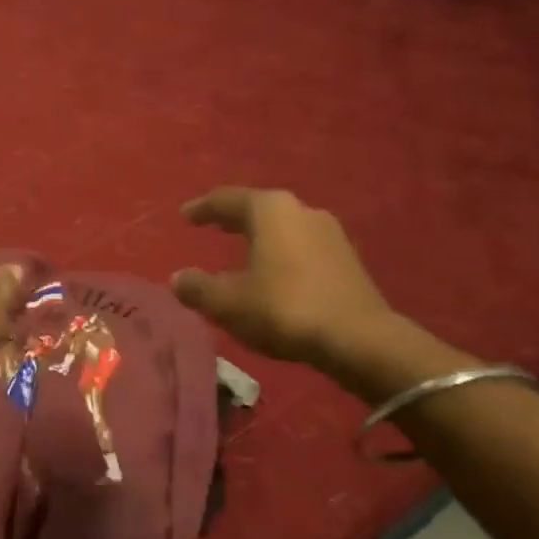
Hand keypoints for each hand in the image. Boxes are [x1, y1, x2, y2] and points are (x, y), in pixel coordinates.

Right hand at [171, 188, 395, 370]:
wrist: (360, 339)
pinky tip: (274, 272)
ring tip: (242, 251)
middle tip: (212, 226)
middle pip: (258, 209)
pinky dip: (281, 253)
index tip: (185, 215)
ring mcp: (329, 233)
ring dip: (260, 237)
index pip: (226, 200)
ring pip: (283, 227)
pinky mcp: (346, 258)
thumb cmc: (284, 309)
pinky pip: (301, 246)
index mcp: (269, 210)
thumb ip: (198, 288)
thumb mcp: (229, 303)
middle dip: (233, 218)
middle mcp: (300, 210)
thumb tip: (178, 279)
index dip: (202, 208)